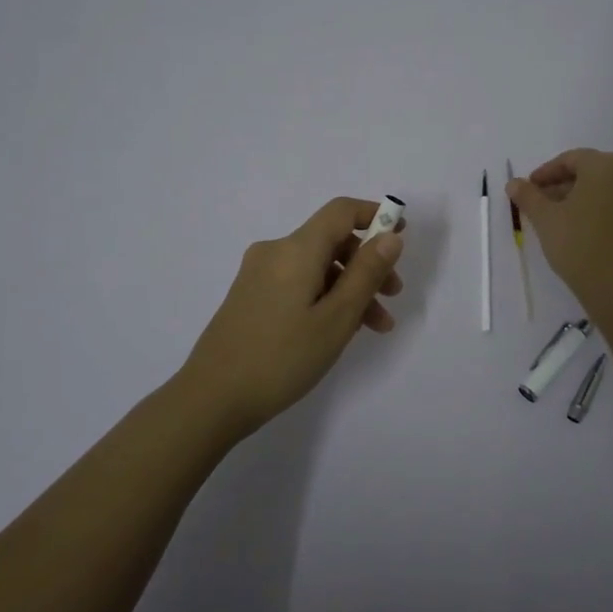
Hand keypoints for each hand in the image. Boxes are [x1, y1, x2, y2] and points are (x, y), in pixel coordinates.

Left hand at [178, 196, 406, 436]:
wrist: (211, 399)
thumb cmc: (281, 358)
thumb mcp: (336, 319)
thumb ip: (366, 274)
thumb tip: (390, 236)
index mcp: (295, 250)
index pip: (340, 212)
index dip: (374, 215)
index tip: (401, 234)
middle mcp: (274, 252)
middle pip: (331, 241)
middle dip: (367, 263)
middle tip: (393, 297)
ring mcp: (258, 275)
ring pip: (316, 267)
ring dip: (349, 288)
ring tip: (375, 327)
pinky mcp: (250, 297)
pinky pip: (298, 283)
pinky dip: (325, 297)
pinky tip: (338, 330)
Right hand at [508, 149, 612, 307]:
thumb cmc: (578, 244)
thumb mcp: (545, 219)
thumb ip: (528, 196)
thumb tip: (514, 183)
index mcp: (605, 166)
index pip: (571, 159)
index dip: (547, 172)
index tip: (530, 188)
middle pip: (592, 171)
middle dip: (565, 184)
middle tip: (543, 202)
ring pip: (609, 188)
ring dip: (584, 196)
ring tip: (562, 217)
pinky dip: (603, 209)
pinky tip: (586, 228)